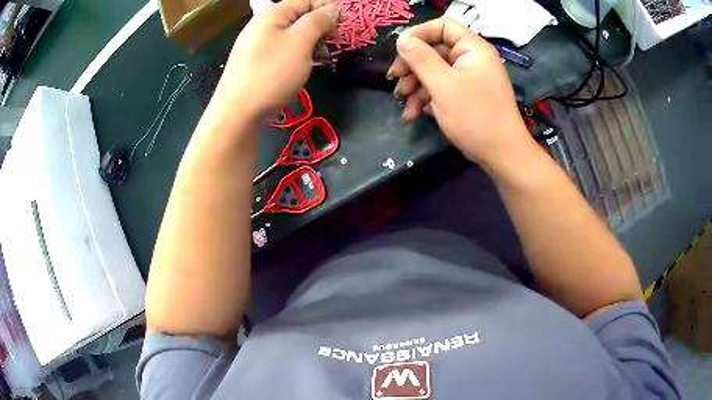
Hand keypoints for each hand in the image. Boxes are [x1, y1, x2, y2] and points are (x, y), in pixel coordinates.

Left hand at [215, 0, 339, 117]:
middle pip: (299, 16)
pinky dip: (296, 56)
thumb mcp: (300, 42)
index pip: (306, 0)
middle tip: (329, 47)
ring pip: (291, 35)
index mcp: (272, 14)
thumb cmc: (271, 73)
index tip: (341, 27)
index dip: (327, 8)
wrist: (237, 113)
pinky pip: (281, 51)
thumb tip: (332, 8)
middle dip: (319, 28)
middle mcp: (262, 25)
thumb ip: (318, 21)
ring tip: (318, 61)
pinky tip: (300, 69)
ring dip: (310, 44)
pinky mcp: (255, 62)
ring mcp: (256, 44)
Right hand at [389, 19, 532, 165]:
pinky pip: (442, 87)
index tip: (399, 50)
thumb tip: (402, 39)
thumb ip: (421, 58)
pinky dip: (426, 98)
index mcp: (472, 48)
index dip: (419, 34)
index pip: (442, 26)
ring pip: (435, 71)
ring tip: (402, 103)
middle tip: (394, 80)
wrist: (501, 154)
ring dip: (415, 85)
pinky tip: (414, 113)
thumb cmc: (475, 116)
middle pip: (435, 49)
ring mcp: (469, 77)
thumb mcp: (443, 85)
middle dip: (412, 66)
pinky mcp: (466, 95)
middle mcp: (471, 58)